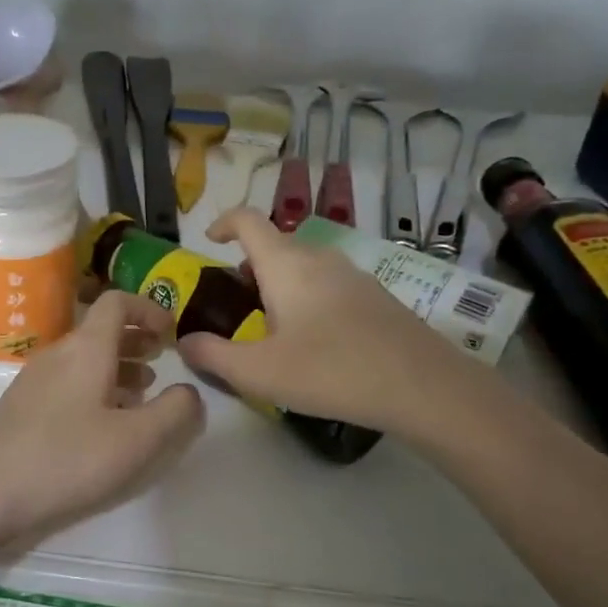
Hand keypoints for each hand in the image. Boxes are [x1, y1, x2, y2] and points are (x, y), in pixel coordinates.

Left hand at [0, 291, 205, 544]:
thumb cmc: (66, 460)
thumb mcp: (136, 441)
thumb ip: (175, 412)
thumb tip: (190, 392)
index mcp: (86, 349)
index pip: (116, 302)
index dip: (148, 309)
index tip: (172, 333)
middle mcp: (57, 354)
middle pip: (100, 330)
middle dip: (136, 340)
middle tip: (163, 360)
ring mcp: (33, 380)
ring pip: (84, 359)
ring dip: (117, 367)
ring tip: (143, 393)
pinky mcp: (20, 407)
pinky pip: (67, 382)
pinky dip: (94, 389)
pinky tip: (103, 424)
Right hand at [177, 208, 479, 437]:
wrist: (423, 385)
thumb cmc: (330, 370)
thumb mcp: (258, 372)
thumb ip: (213, 355)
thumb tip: (185, 342)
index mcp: (286, 265)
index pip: (248, 220)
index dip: (223, 223)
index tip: (209, 242)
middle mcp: (319, 259)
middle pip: (275, 245)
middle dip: (247, 266)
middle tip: (233, 305)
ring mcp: (353, 275)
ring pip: (304, 266)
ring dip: (278, 284)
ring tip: (269, 326)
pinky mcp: (376, 296)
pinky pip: (327, 284)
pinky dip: (305, 297)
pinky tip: (312, 340)